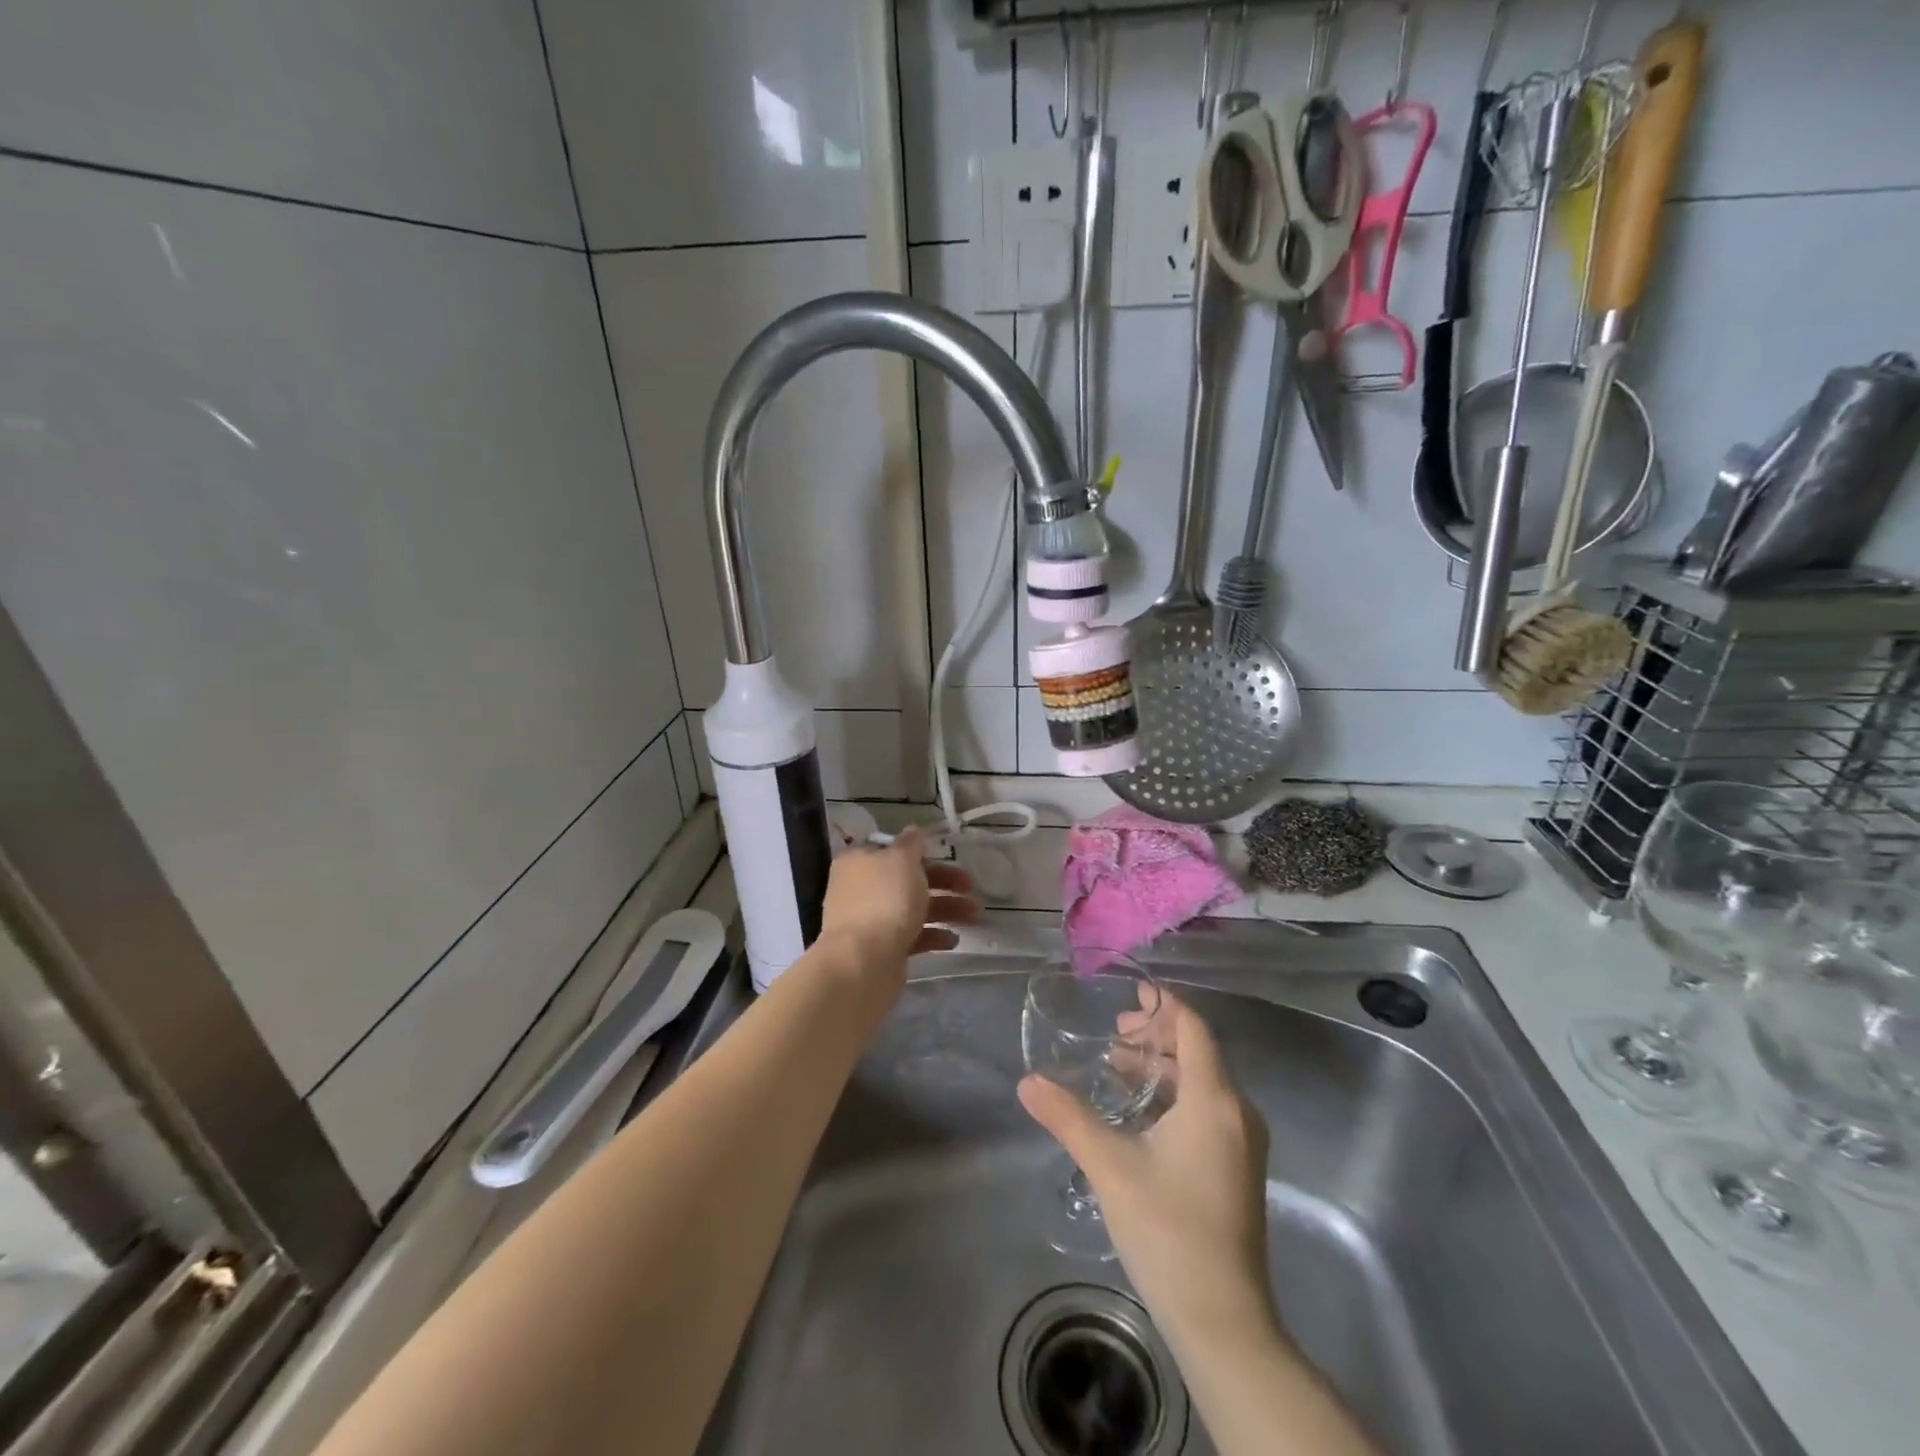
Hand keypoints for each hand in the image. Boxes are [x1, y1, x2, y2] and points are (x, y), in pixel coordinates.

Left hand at [818, 826, 978, 970]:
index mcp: (860, 861)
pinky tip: (953, 941)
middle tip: (971, 888)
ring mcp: (870, 920)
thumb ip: (911, 843)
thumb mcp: (902, 859)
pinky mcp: (882, 948)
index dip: (921, 851)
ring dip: (946, 909)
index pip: (893, 849)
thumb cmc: (885, 900)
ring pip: (913, 908)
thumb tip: (913, 830)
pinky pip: (912, 936)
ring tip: (974, 917)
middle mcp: (862, 888)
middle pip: (908, 879)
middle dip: (943, 882)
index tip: (947, 856)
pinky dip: (933, 936)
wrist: (863, 962)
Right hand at [1019, 992, 1275, 1345]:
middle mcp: (1236, 1112)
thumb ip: (1068, 1117)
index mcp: (1213, 1100)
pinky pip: (1207, 1110)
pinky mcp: (1238, 1169)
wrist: (1224, 1322)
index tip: (1131, 989)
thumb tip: (1027, 1081)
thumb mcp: (1110, 1166)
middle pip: (1198, 1052)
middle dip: (1156, 1035)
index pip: (1192, 1028)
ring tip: (1118, 1065)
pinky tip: (1140, 1112)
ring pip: (1202, 1083)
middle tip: (1114, 1031)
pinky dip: (1174, 1095)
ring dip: (1162, 1067)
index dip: (1163, 1004)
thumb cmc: (1168, 1230)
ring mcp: (1242, 1143)